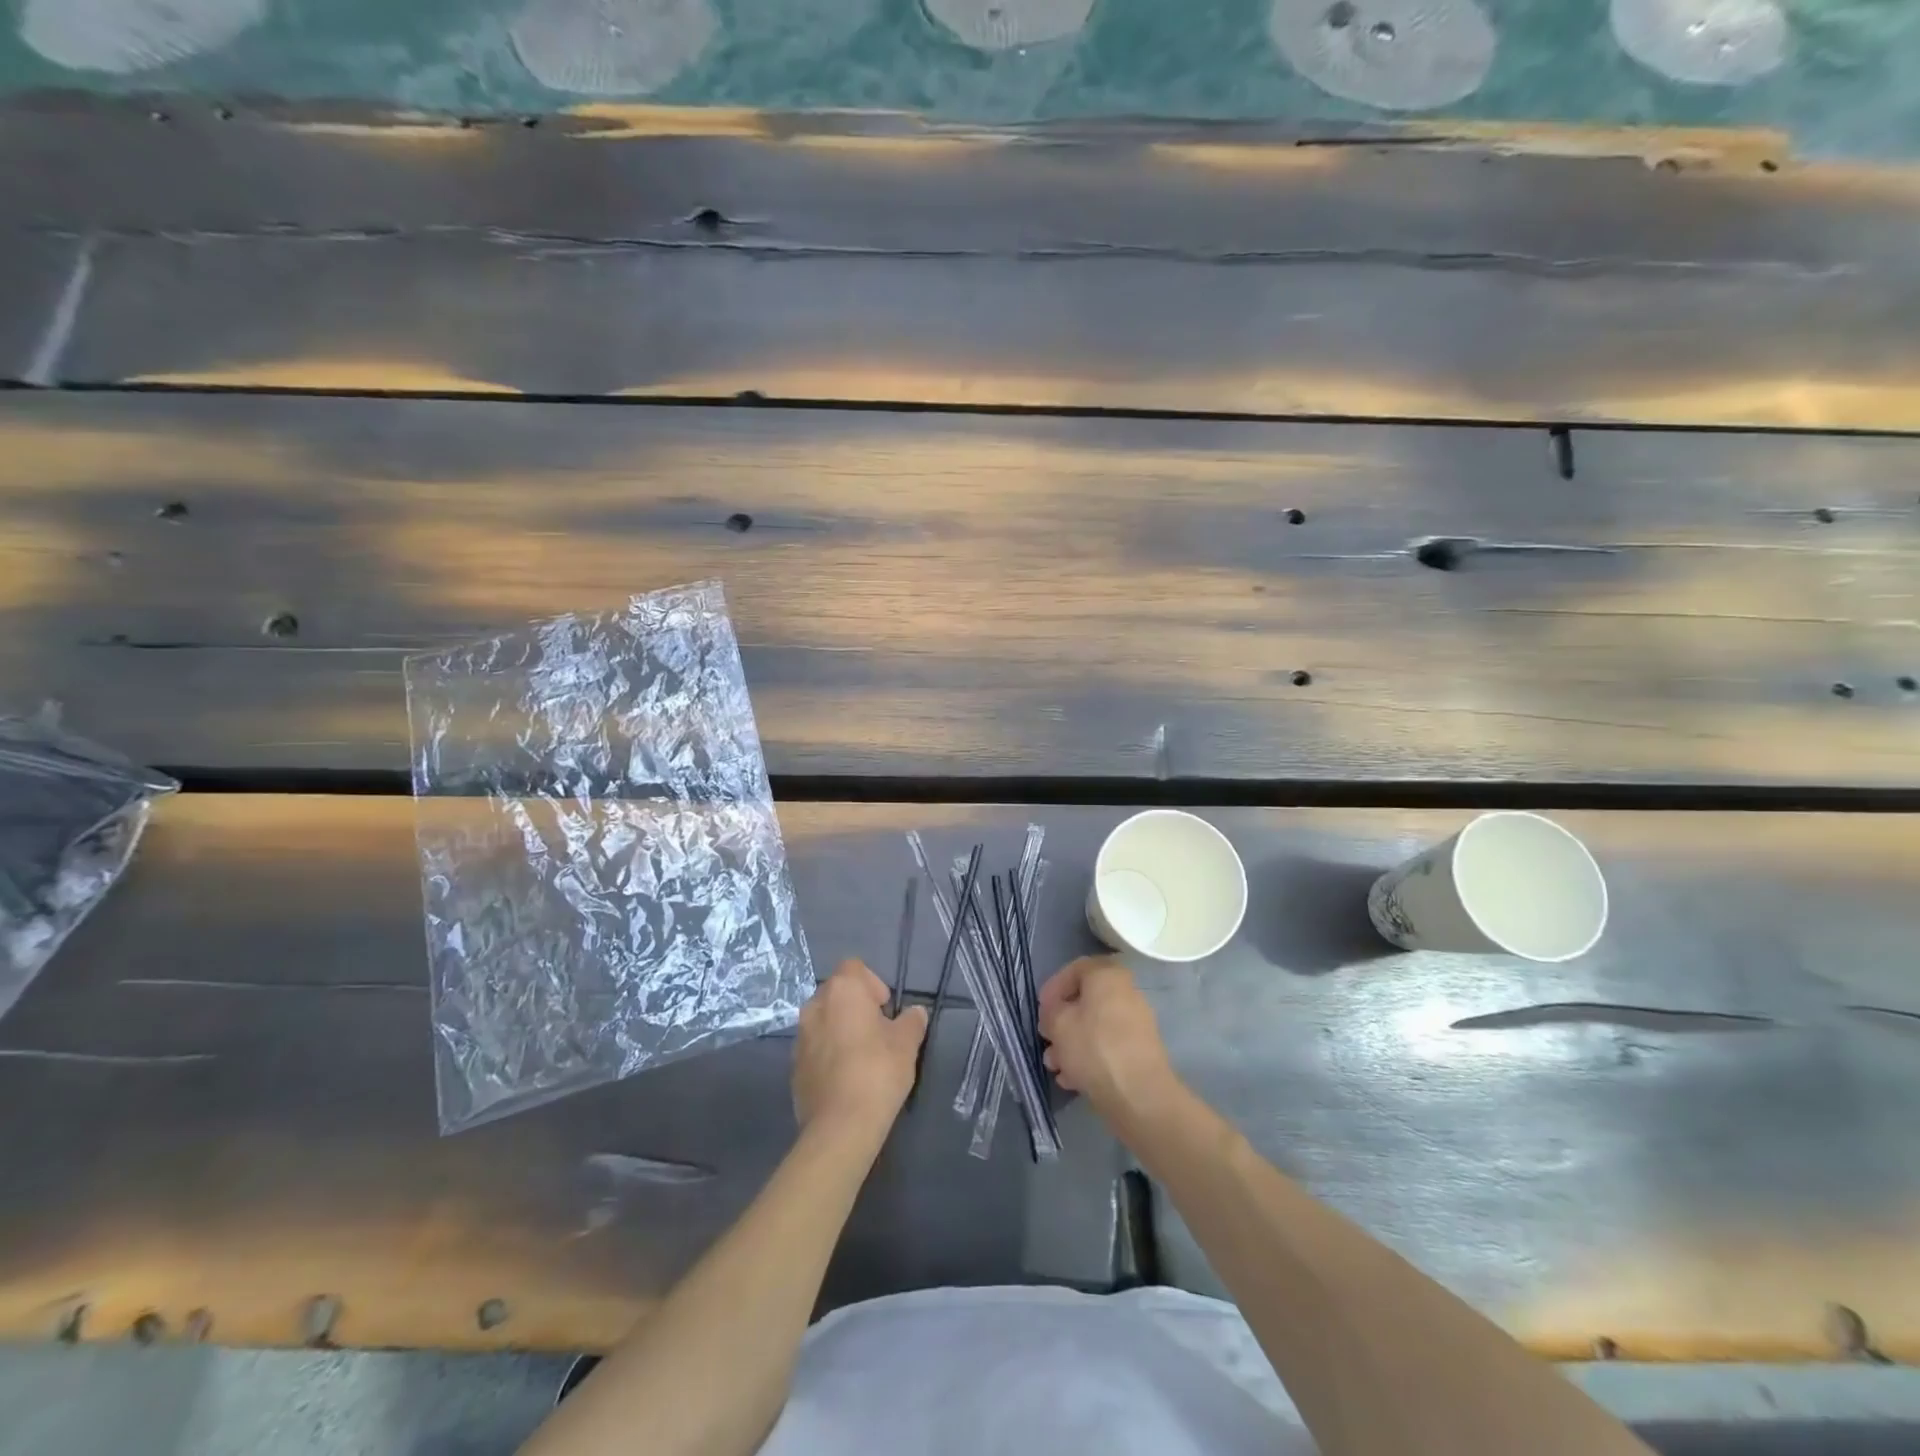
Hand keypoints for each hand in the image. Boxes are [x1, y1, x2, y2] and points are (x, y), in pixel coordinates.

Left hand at [793, 959, 927, 1138]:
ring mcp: (800, 1037)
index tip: (886, 1009)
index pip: (854, 967)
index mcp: (842, 991)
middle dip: (856, 1006)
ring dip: (840, 1029)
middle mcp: (815, 1006)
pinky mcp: (794, 1067)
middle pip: (837, 993)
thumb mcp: (907, 1043)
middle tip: (878, 1032)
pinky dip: (828, 1054)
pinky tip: (846, 1078)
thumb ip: (912, 1021)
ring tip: (862, 1057)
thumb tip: (915, 1013)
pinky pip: (815, 1048)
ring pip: (823, 1021)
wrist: (840, 1126)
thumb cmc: (877, 1072)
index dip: (872, 983)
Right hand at [1038, 957, 1180, 1127]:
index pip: (1075, 969)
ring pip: (1095, 1027)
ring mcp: (1136, 1023)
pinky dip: (1089, 1057)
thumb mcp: (1058, 1023)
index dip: (1053, 987)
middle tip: (1047, 1039)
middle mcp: (1126, 992)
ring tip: (1055, 1067)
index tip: (1041, 1010)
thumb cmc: (1093, 1047)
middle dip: (1061, 1022)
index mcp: (1108, 975)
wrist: (1139, 1095)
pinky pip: (1108, 1046)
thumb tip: (1055, 1013)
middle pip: (1085, 1001)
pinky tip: (1072, 1079)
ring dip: (1071, 1044)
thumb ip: (1051, 1011)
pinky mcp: (1140, 1051)